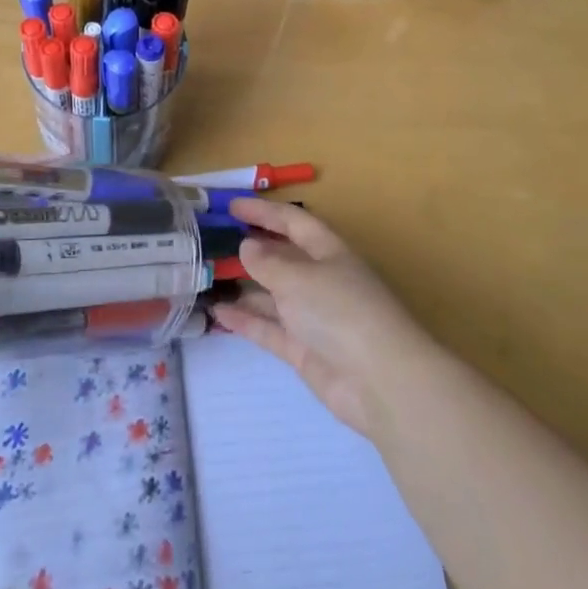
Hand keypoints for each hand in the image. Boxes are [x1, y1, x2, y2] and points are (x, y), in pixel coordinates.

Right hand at [211, 197, 446, 438]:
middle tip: (212, 243)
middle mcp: (321, 280)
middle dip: (251, 249)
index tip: (231, 207)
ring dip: (244, 286)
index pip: (294, 222)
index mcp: (329, 252)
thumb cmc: (340, 310)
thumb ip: (268, 262)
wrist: (380, 381)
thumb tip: (247, 246)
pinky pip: (269, 328)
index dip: (264, 211)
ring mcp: (313, 317)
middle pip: (283, 258)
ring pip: (273, 295)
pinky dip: (246, 320)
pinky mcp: (304, 350)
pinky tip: (218, 312)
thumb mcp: (298, 277)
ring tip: (207, 278)